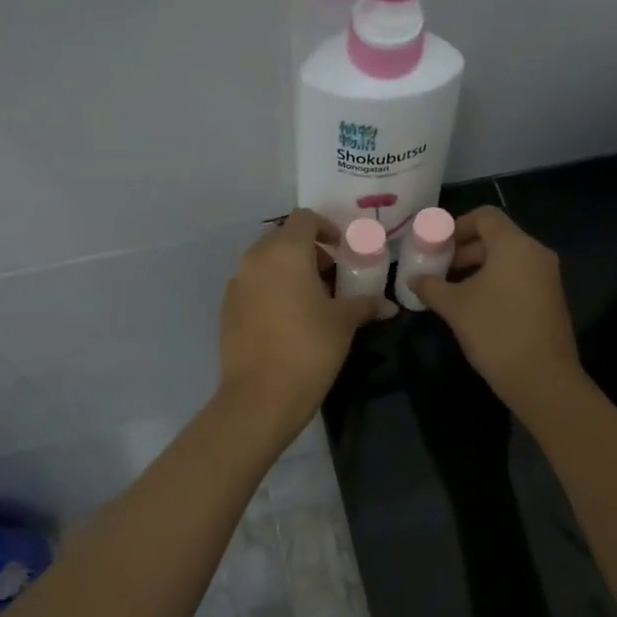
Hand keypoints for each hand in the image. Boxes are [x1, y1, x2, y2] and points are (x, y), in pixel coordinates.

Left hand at [219, 209, 391, 428]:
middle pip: (283, 239)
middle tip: (331, 278)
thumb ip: (364, 304)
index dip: (326, 229)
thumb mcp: (343, 323)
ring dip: (289, 271)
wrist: (260, 397)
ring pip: (266, 263)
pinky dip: (272, 290)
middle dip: (309, 252)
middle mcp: (255, 259)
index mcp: (285, 252)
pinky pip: (253, 286)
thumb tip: (388, 305)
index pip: (305, 219)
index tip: (342, 251)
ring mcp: (237, 284)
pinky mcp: (227, 308)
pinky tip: (288, 321)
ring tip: (312, 302)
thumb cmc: (309, 349)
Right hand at [411, 206, 582, 413]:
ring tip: (451, 289)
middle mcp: (536, 253)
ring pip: (507, 259)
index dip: (457, 225)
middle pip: (496, 237)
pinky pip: (518, 277)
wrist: (542, 378)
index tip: (436, 244)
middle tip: (438, 267)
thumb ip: (431, 286)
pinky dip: (495, 281)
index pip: (485, 216)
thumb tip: (414, 279)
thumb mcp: (455, 306)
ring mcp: (547, 277)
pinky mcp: (550, 299)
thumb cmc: (496, 331)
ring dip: (478, 267)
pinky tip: (474, 306)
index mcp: (515, 245)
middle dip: (464, 249)